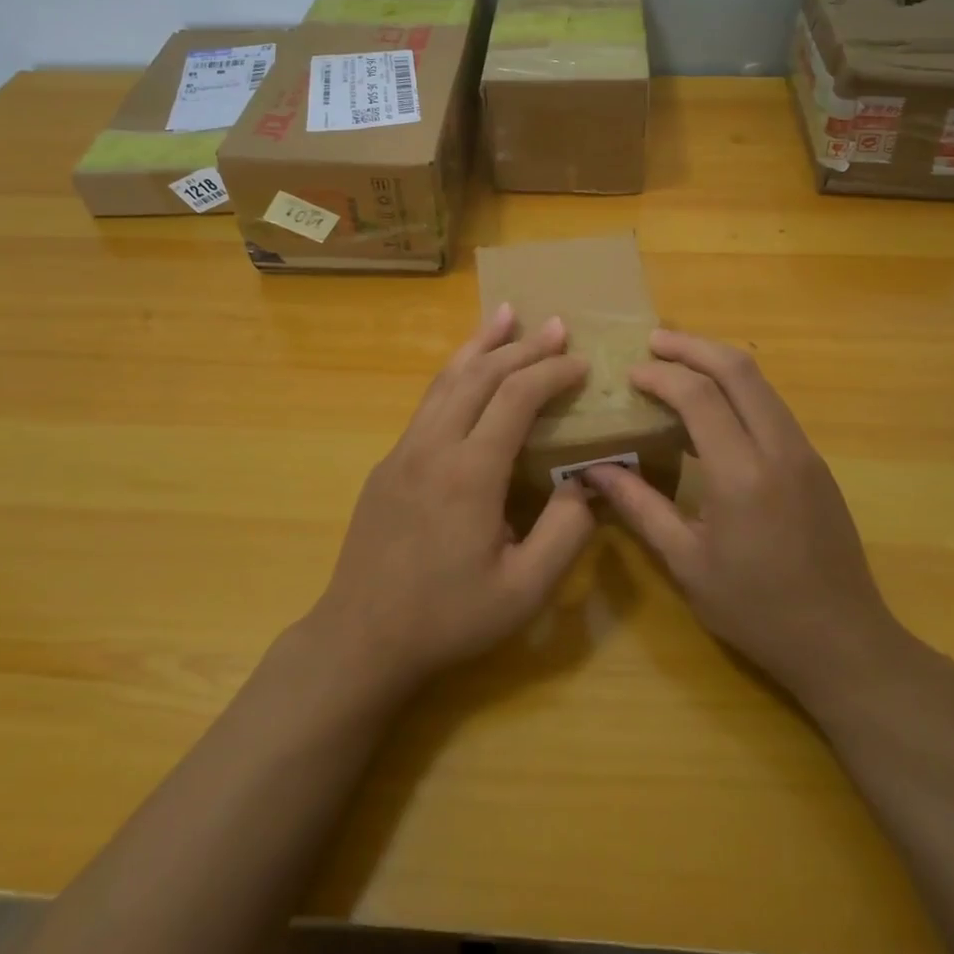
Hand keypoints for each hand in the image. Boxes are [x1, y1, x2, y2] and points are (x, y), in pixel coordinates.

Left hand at [309, 304, 596, 696]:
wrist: (361, 637)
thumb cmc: (448, 617)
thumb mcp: (524, 590)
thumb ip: (566, 531)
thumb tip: (592, 479)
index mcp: (470, 472)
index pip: (516, 397)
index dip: (551, 372)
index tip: (581, 364)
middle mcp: (434, 446)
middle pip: (481, 375)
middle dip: (522, 346)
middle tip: (555, 326)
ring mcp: (404, 450)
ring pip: (446, 379)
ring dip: (481, 345)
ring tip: (506, 315)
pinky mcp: (388, 462)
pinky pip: (428, 402)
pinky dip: (456, 373)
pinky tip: (467, 371)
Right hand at [585, 330, 909, 711]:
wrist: (844, 642)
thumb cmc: (756, 610)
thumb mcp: (686, 564)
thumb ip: (639, 507)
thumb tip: (593, 469)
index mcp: (741, 475)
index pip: (699, 396)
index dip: (661, 375)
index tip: (631, 374)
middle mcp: (778, 448)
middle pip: (738, 369)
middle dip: (693, 346)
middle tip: (654, 341)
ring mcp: (804, 451)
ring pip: (761, 382)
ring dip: (718, 361)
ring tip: (679, 361)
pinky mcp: (816, 462)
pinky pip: (772, 405)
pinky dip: (739, 388)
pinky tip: (714, 404)